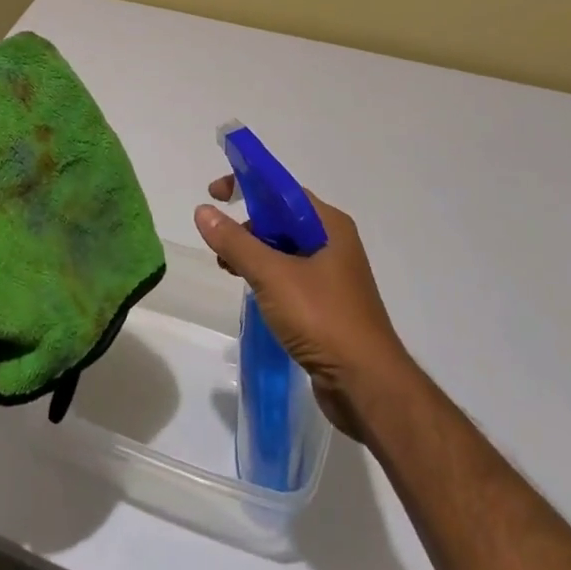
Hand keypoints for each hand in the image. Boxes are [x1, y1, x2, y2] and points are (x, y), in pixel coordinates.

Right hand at [195, 179, 412, 438]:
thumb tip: (203, 211)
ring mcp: (331, 275)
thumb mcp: (273, 275)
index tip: (214, 193)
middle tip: (218, 240)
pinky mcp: (326, 304)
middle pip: (281, 217)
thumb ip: (236, 242)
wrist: (367, 386)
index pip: (281, 188)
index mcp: (328, 225)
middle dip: (246, 223)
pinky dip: (265, 274)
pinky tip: (249, 290)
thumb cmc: (323, 319)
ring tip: (226, 268)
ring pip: (283, 248)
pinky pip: (289, 275)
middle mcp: (333, 242)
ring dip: (252, 251)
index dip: (246, 183)